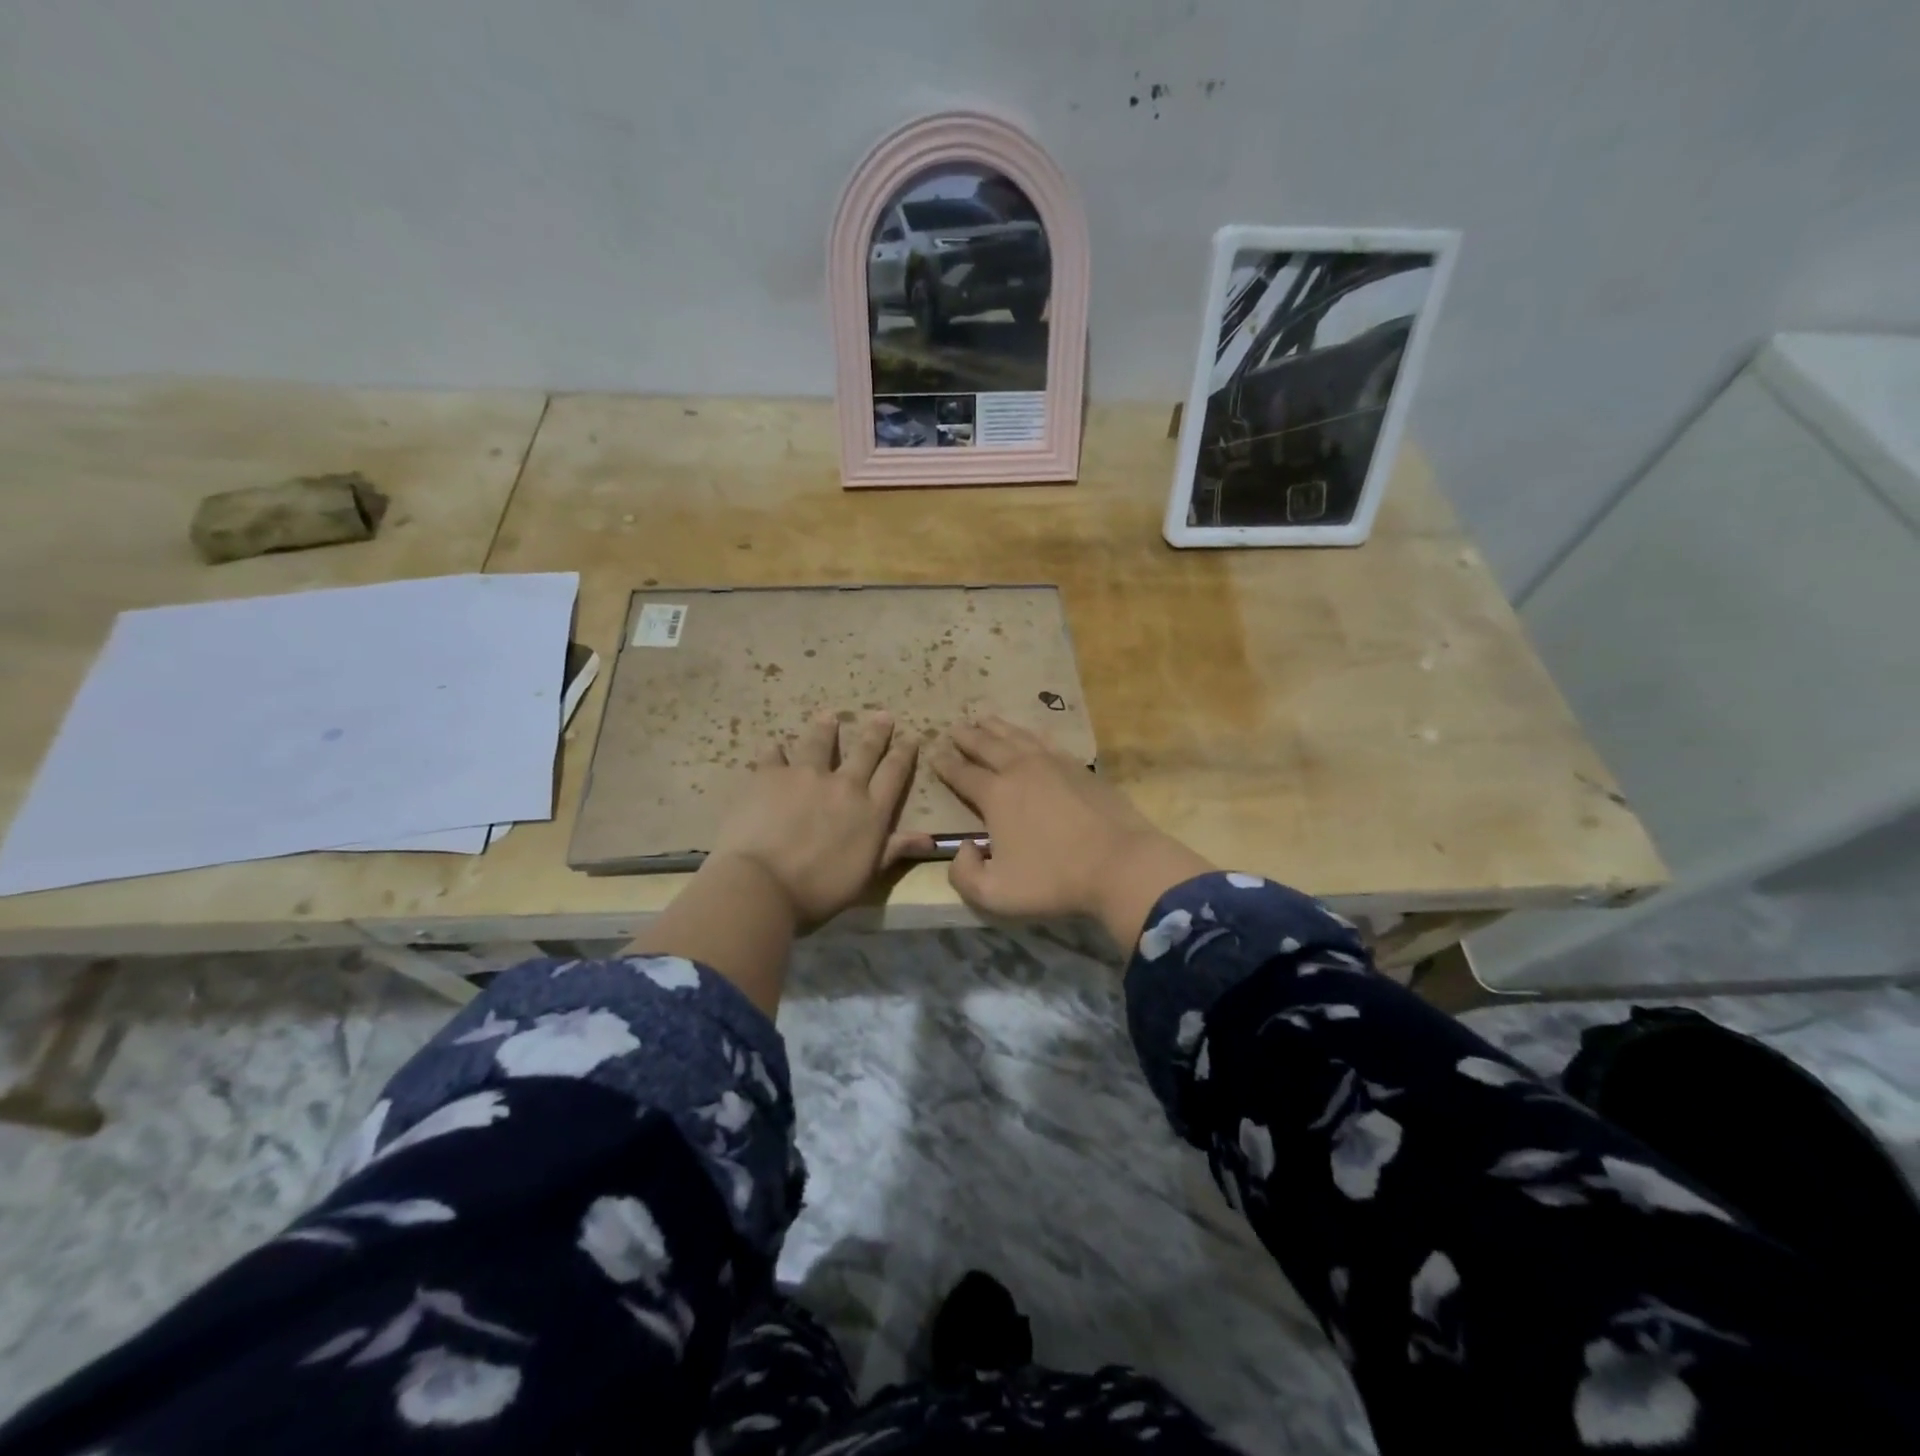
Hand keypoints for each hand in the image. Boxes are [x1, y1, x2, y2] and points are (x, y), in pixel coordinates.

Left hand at [710, 712, 930, 925]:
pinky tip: (775, 746)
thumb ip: (893, 850)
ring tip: (828, 716)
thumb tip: (929, 840)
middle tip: (883, 715)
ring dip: (826, 729)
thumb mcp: (866, 875)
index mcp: (871, 810)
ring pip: (820, 743)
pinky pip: (774, 756)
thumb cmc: (820, 890)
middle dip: (876, 732)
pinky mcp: (769, 775)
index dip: (904, 753)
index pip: (894, 773)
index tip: (910, 737)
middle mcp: (843, 785)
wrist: (763, 884)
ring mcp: (805, 775)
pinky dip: (776, 751)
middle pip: (865, 751)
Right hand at [928, 717, 1212, 940]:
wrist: (1120, 864)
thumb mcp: (995, 894)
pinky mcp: (1080, 768)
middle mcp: (1020, 770)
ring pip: (1017, 737)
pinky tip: (1031, 733)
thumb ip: (964, 874)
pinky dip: (1032, 734)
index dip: (945, 765)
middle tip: (954, 728)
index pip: (962, 774)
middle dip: (967, 737)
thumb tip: (963, 848)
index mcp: (996, 795)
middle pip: (987, 746)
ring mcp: (1053, 764)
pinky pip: (1048, 742)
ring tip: (984, 719)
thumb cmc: (1055, 881)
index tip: (934, 754)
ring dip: (997, 727)